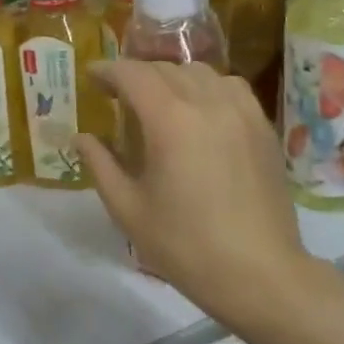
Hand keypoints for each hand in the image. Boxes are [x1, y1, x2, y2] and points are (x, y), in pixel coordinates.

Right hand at [75, 62, 311, 329]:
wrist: (259, 273)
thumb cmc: (185, 245)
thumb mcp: (128, 209)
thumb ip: (100, 165)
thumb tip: (81, 138)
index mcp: (170, 120)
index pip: (133, 74)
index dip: (107, 70)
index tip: (91, 77)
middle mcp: (208, 103)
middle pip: (165, 69)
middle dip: (136, 74)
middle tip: (116, 94)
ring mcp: (242, 112)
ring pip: (200, 72)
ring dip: (171, 77)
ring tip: (158, 100)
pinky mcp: (263, 127)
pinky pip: (230, 87)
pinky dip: (207, 87)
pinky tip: (200, 111)